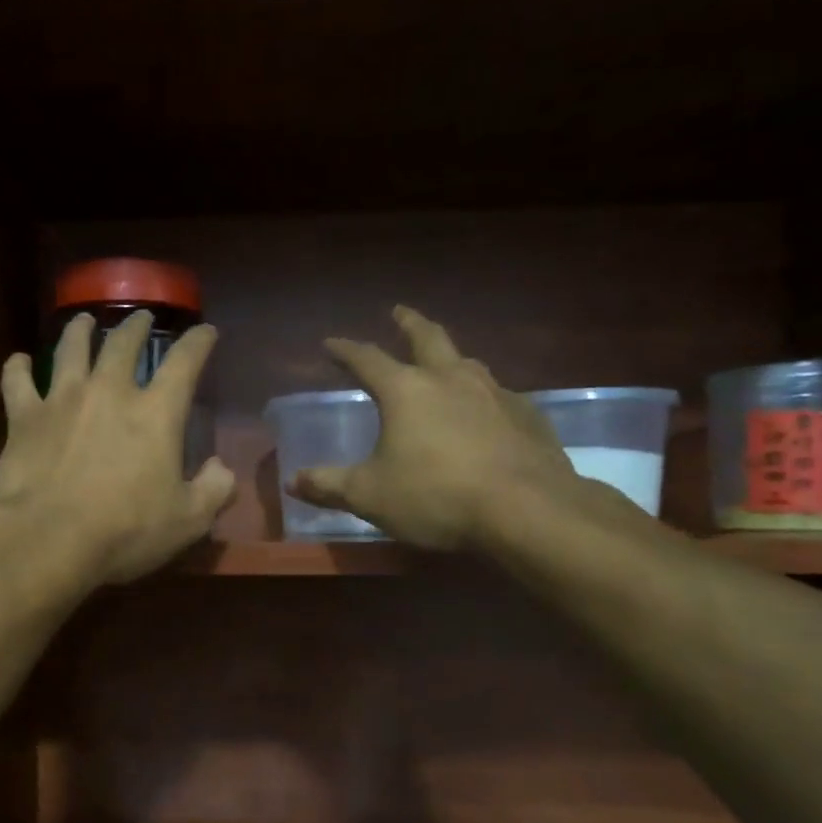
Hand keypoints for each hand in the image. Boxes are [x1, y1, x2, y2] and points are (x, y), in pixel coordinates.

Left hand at [0, 311, 235, 585]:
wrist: (47, 539)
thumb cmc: (124, 531)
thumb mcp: (188, 521)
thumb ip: (214, 490)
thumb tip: (221, 468)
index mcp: (156, 413)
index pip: (185, 363)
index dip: (198, 343)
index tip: (205, 331)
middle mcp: (109, 392)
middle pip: (123, 344)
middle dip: (136, 327)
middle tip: (141, 318)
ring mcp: (62, 399)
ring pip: (71, 349)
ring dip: (79, 331)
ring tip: (83, 320)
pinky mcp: (23, 417)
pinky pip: (17, 381)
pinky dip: (18, 367)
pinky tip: (19, 360)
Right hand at [290, 306, 589, 551]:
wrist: (526, 510)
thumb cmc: (436, 496)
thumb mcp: (370, 496)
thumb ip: (330, 486)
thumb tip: (293, 481)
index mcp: (406, 391)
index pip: (368, 359)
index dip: (345, 350)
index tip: (330, 343)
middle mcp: (451, 379)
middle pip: (428, 338)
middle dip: (408, 323)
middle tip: (398, 312)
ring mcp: (495, 393)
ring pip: (468, 362)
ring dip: (450, 357)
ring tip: (444, 363)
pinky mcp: (528, 416)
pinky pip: (499, 396)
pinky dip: (484, 397)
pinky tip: (486, 414)